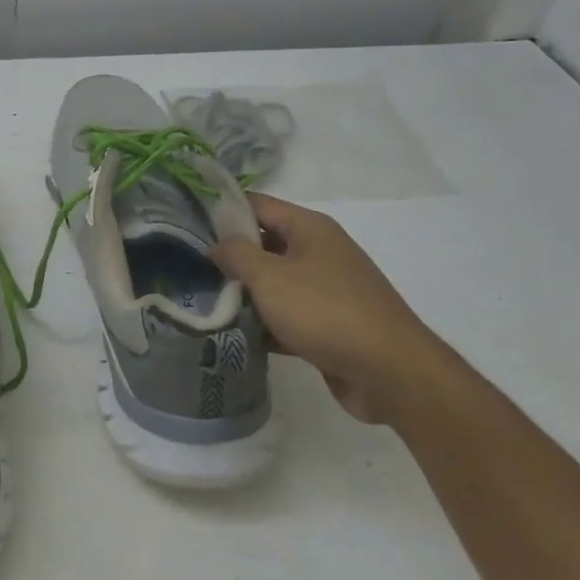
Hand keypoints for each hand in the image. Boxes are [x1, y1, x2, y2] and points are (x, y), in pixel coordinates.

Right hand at [212, 193, 449, 425]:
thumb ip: (236, 254)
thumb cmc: (326, 312)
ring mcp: (327, 289)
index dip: (222, 209)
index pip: (256, 204)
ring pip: (275, 282)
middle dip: (230, 254)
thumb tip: (215, 243)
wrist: (392, 374)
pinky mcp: (330, 324)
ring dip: (246, 292)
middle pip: (265, 243)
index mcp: (309, 228)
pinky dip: (266, 322)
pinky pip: (289, 314)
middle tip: (189, 264)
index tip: (187, 220)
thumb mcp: (270, 278)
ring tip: (204, 299)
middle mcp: (320, 251)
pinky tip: (236, 334)